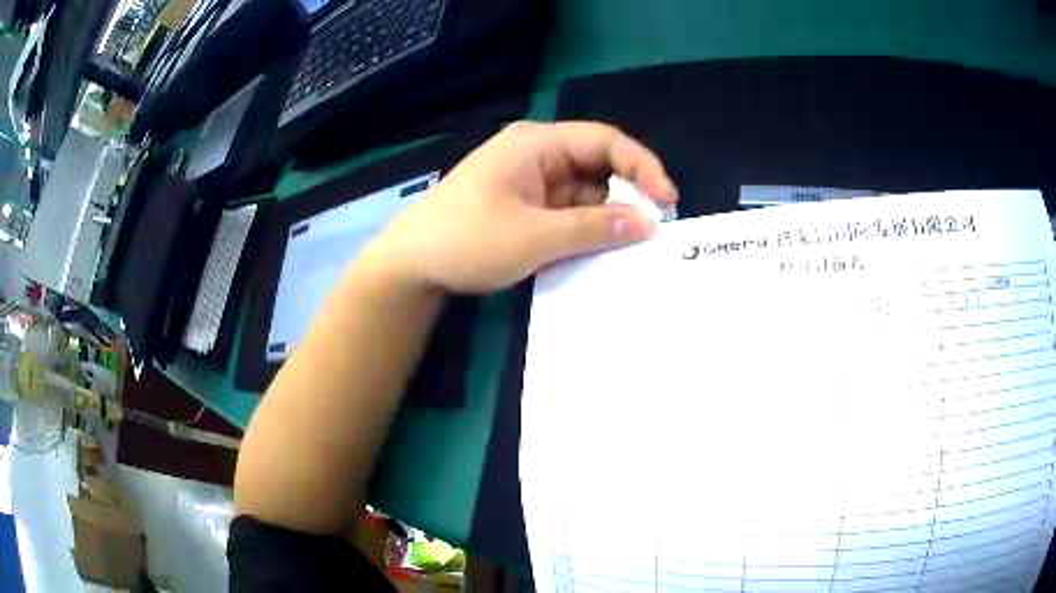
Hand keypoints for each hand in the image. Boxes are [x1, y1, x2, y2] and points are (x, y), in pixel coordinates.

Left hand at [364, 121, 678, 292]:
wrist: (411, 266)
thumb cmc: (467, 240)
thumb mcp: (535, 237)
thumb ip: (594, 228)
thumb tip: (647, 224)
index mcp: (537, 144)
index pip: (604, 141)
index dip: (642, 166)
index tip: (667, 201)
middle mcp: (536, 155)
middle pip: (596, 165)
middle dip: (625, 196)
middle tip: (650, 232)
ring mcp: (528, 181)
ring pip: (583, 192)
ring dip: (605, 217)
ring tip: (626, 248)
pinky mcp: (523, 205)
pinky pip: (565, 210)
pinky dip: (583, 228)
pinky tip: (596, 250)